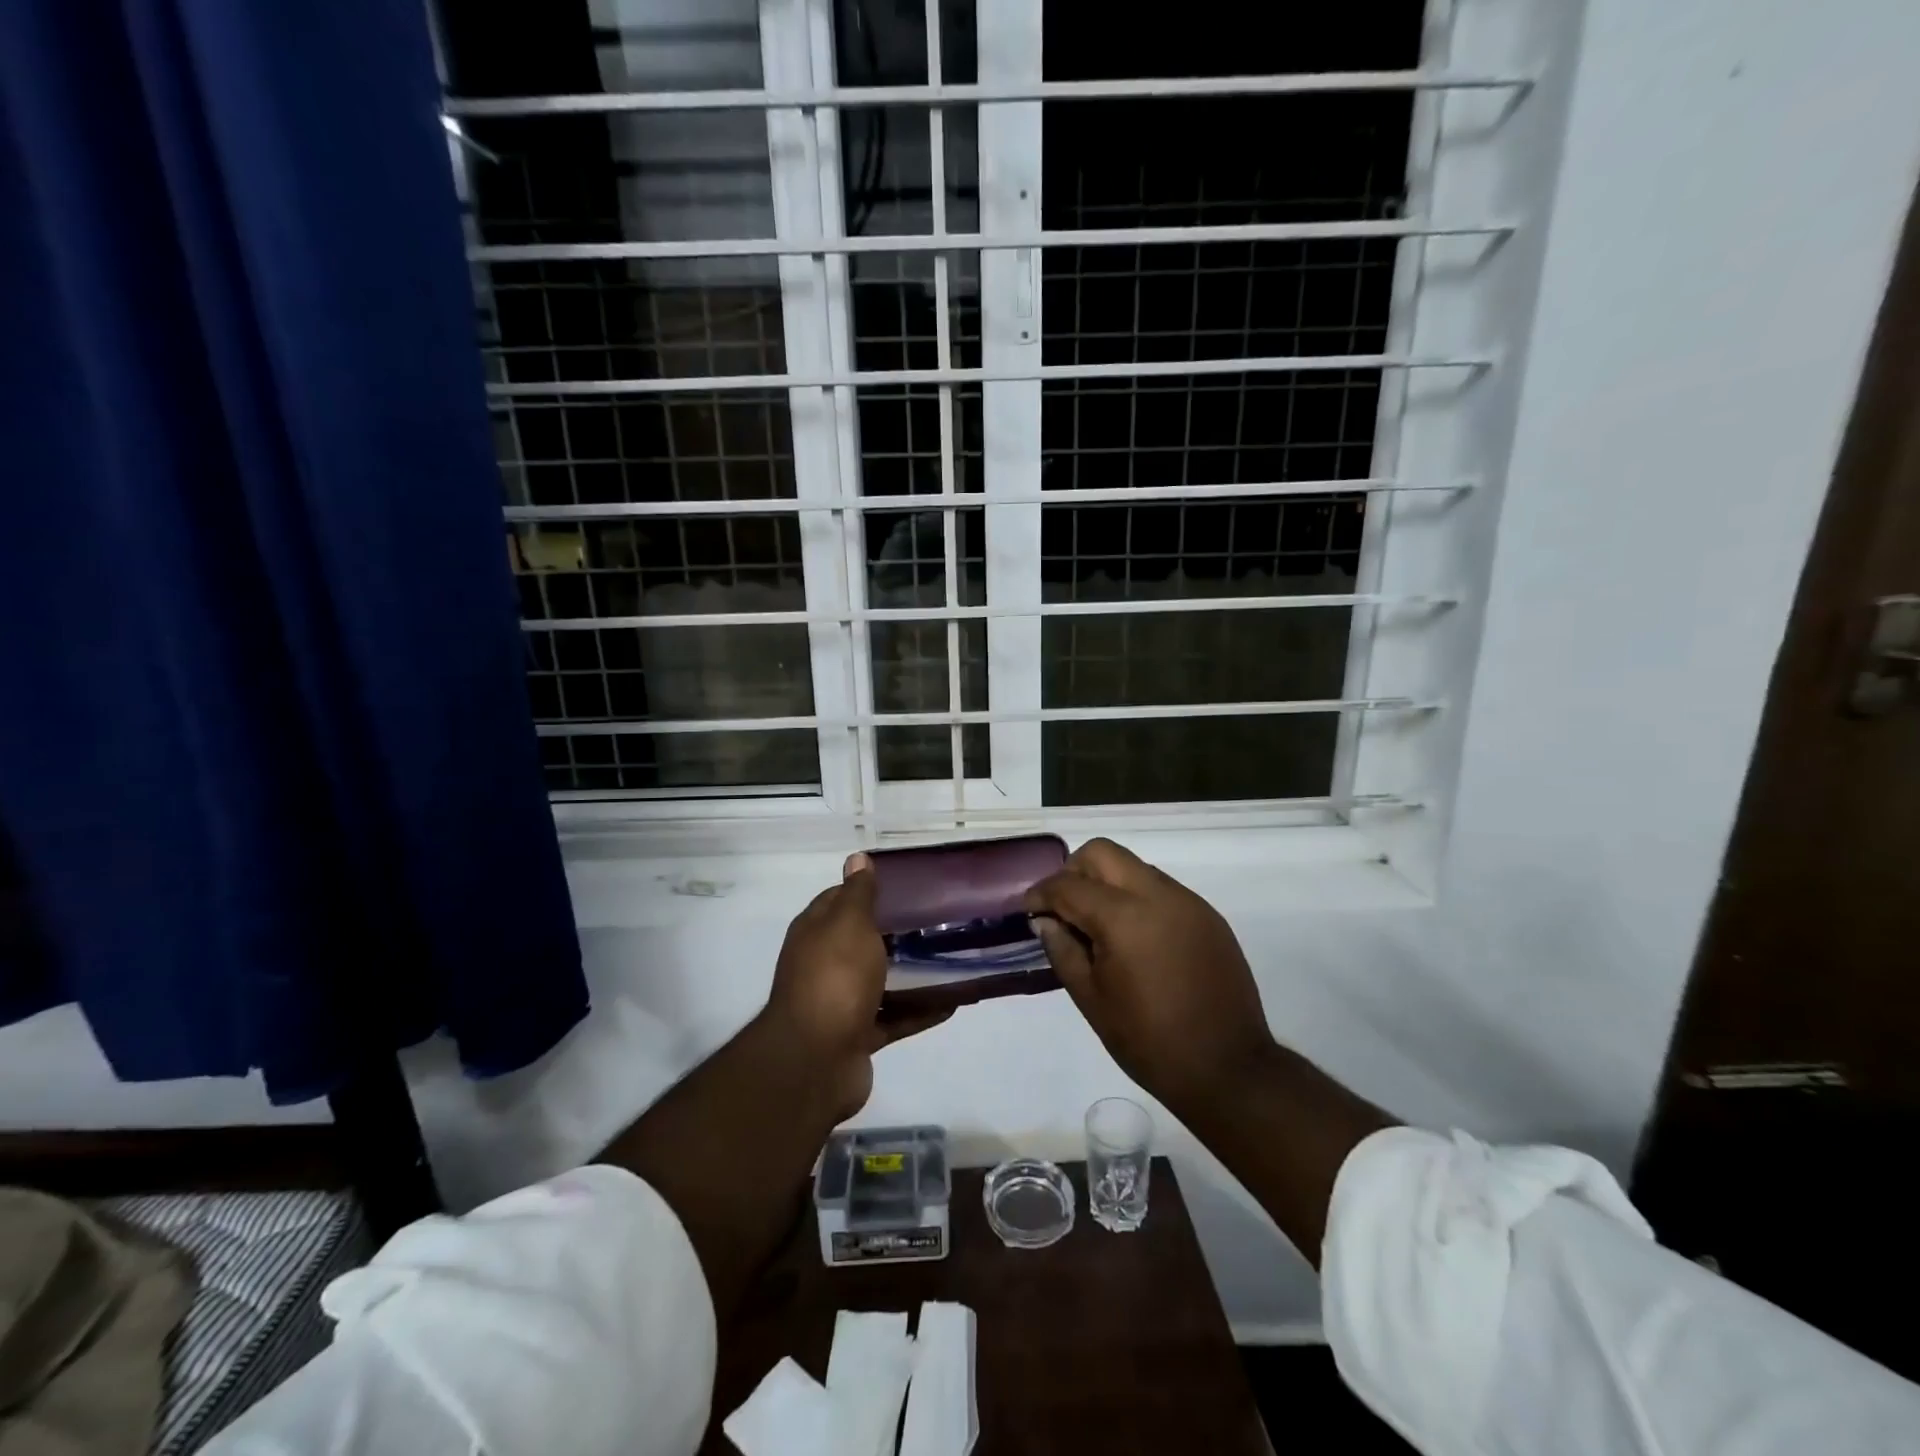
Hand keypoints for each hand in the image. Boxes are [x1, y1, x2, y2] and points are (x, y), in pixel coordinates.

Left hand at [765, 853, 949, 1118]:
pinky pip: (894, 1018)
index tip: (907, 886)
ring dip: (910, 972)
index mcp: (816, 932)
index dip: (869, 890)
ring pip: (880, 981)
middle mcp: (823, 964)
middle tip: (938, 921)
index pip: (841, 900)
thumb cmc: (834, 978)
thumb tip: (856, 858)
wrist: (816, 1061)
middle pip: (862, 941)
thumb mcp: (848, 923)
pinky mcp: (858, 1036)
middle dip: (896, 932)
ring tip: (951, 958)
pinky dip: (919, 1011)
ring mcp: (840, 1002)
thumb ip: (857, 894)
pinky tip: (952, 1002)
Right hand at [1025, 838, 1275, 1115]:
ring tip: (1098, 926)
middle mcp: (1158, 895)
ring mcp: (1188, 902)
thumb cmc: (1149, 1041)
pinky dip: (1137, 899)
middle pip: (1103, 853)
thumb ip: (1062, 950)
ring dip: (1107, 883)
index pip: (1069, 885)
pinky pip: (1161, 889)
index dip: (1041, 894)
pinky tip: (1134, 939)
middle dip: (1074, 872)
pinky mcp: (1208, 916)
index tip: (1027, 909)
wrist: (1229, 1069)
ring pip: (1134, 867)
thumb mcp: (1091, 1000)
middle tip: (1063, 909)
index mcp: (1124, 917)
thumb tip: (1045, 920)